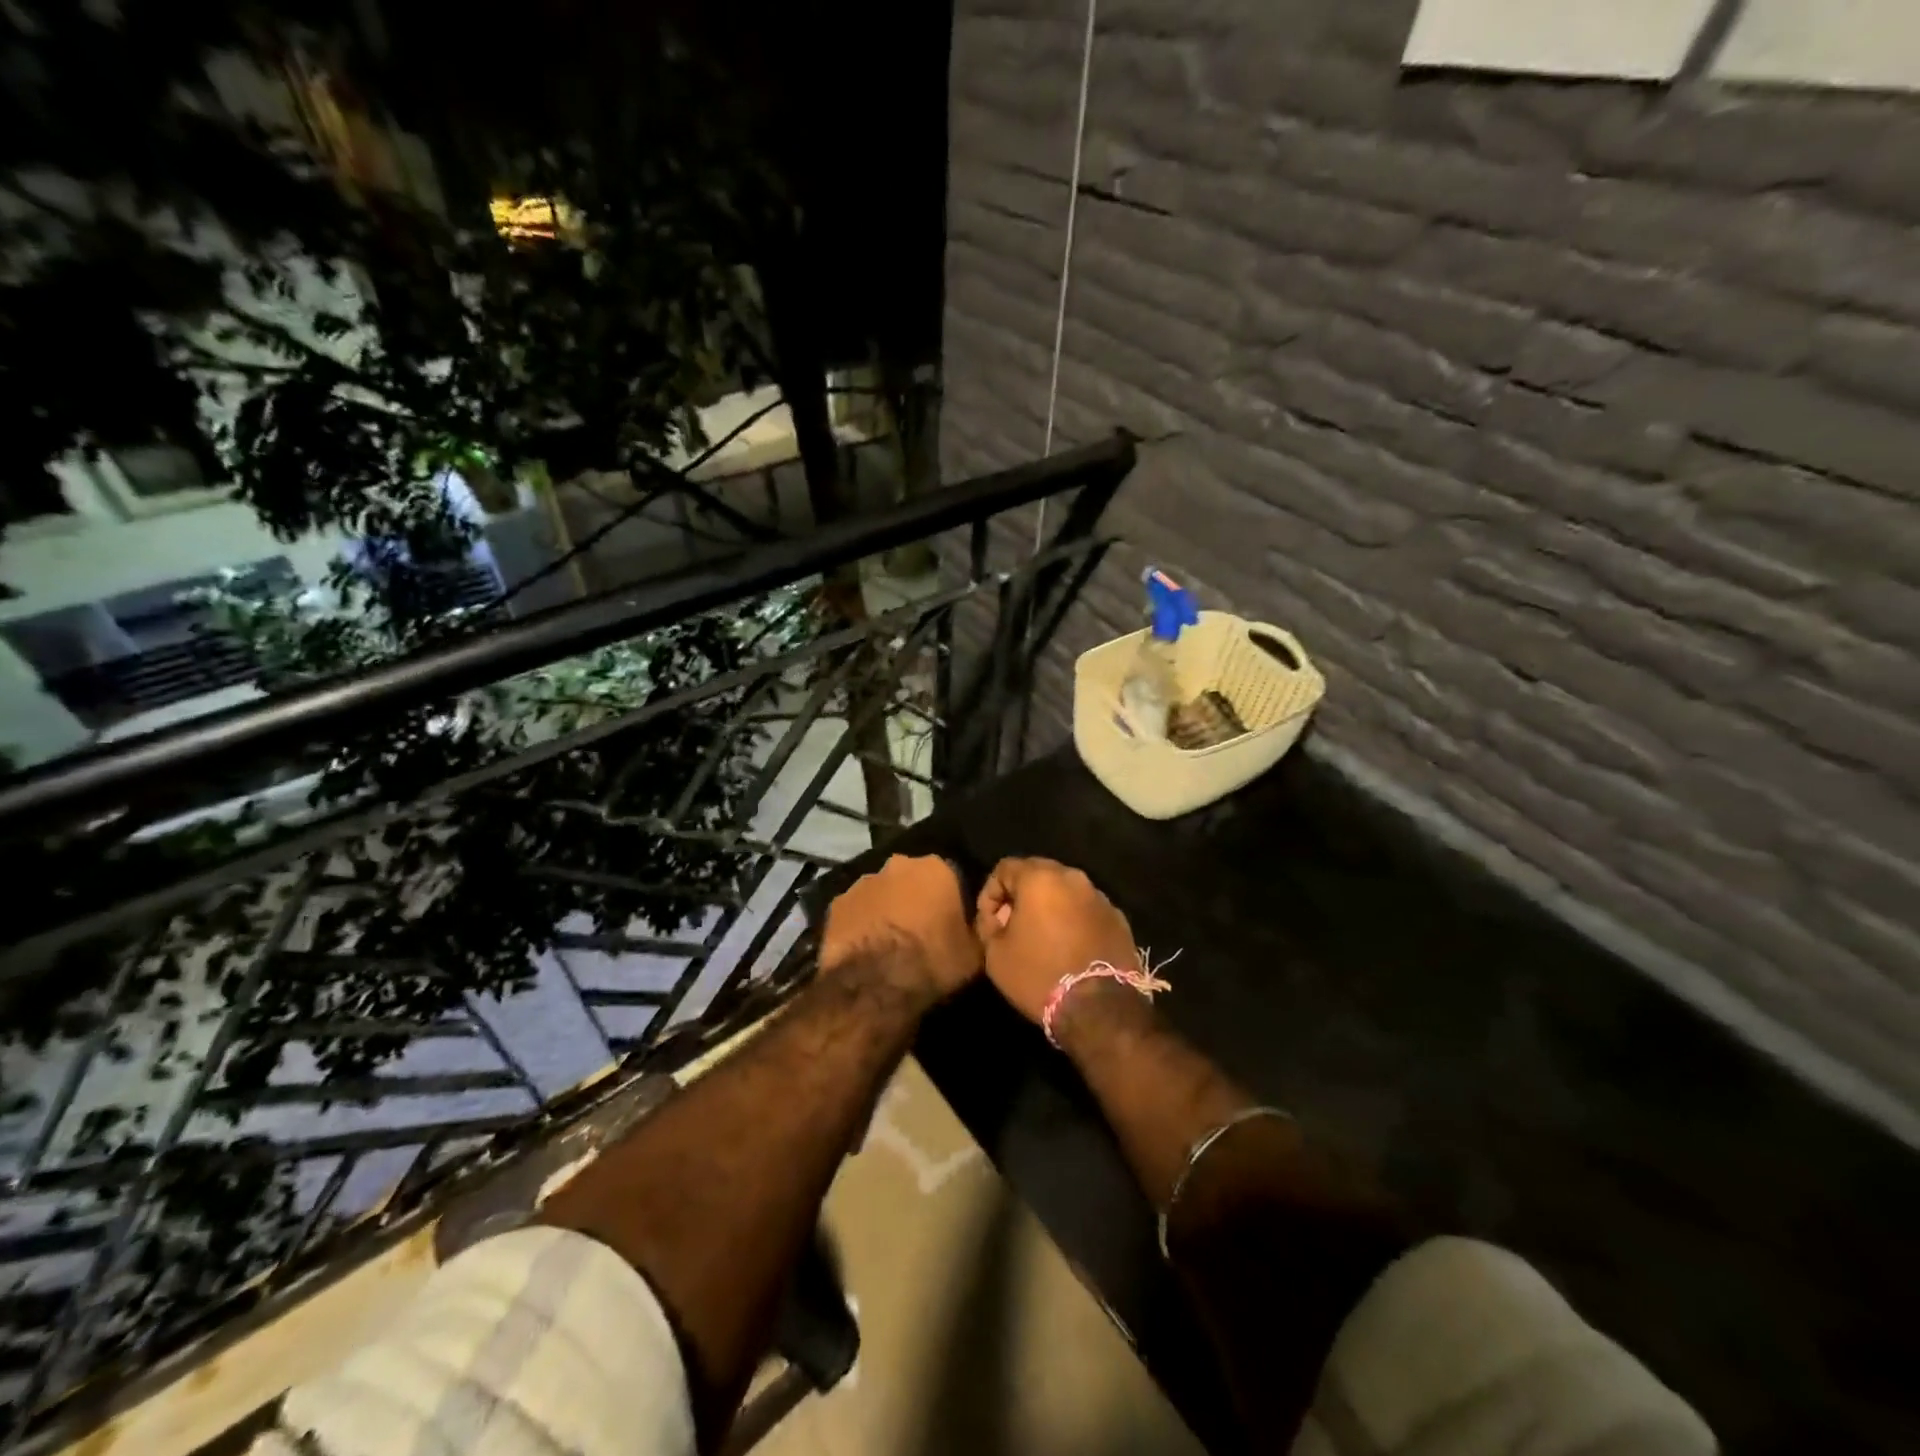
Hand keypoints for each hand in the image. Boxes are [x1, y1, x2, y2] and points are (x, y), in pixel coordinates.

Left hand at [819, 854, 980, 1003]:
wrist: (876, 984)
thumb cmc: (933, 962)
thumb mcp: (974, 952)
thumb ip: (976, 929)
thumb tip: (977, 923)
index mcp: (937, 868)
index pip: (950, 877)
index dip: (950, 901)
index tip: (950, 923)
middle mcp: (899, 865)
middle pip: (912, 879)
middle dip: (915, 898)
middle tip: (920, 931)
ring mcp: (863, 882)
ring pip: (881, 892)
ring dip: (886, 909)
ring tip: (889, 942)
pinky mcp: (837, 903)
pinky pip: (856, 911)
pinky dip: (861, 923)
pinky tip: (865, 948)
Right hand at [974, 857, 1138, 1024]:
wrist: (1100, 1008)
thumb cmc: (1039, 975)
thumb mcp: (995, 954)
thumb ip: (990, 925)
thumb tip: (998, 917)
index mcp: (1039, 878)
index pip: (1004, 868)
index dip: (990, 893)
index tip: (989, 922)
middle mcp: (1072, 877)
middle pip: (1038, 874)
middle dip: (1021, 896)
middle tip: (1013, 926)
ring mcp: (1100, 897)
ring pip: (1065, 891)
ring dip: (1050, 907)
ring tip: (1042, 938)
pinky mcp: (1119, 918)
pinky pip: (1087, 910)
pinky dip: (1074, 921)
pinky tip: (1069, 948)